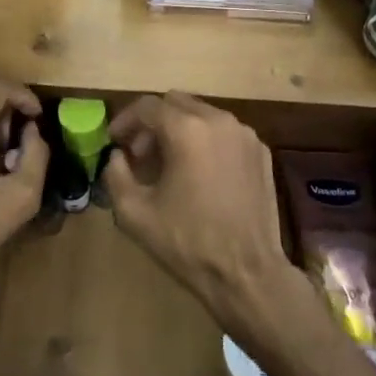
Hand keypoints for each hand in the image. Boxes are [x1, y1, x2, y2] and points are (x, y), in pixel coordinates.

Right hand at [102, 93, 294, 328]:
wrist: (247, 273)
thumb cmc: (187, 242)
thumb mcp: (135, 213)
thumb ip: (116, 175)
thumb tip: (117, 156)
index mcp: (187, 129)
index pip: (147, 106)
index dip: (125, 120)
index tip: (114, 141)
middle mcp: (219, 120)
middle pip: (176, 103)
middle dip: (153, 123)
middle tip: (140, 155)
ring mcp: (244, 134)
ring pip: (202, 114)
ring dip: (180, 130)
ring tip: (169, 165)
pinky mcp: (261, 151)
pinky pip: (225, 133)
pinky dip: (206, 141)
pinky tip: (200, 174)